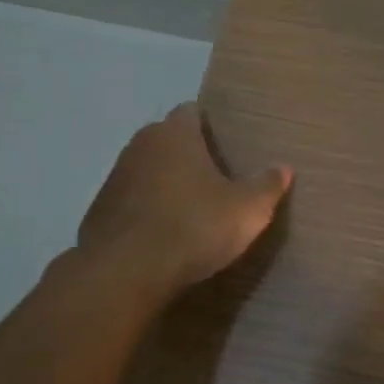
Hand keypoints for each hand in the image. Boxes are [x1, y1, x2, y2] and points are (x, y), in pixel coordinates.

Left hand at [78, 103, 292, 296]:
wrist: (125, 272)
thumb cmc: (193, 226)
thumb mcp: (247, 210)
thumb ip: (267, 186)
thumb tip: (284, 168)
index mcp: (175, 133)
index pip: (192, 112)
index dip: (210, 126)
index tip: (226, 145)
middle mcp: (141, 145)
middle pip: (168, 140)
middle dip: (188, 155)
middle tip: (215, 178)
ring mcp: (115, 177)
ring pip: (147, 170)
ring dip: (164, 183)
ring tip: (189, 209)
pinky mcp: (99, 210)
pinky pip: (130, 201)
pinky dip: (145, 211)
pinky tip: (161, 236)